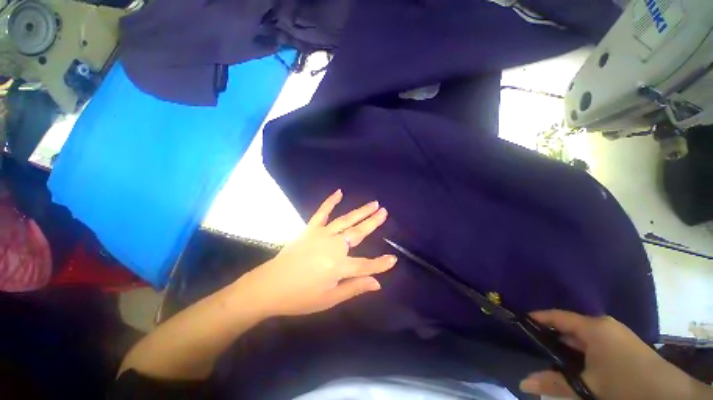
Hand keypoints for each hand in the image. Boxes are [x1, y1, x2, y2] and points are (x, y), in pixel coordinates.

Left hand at [239, 189, 396, 316]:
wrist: (268, 287)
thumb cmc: (300, 297)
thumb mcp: (329, 300)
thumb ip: (354, 288)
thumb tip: (377, 284)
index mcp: (338, 266)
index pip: (366, 265)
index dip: (380, 264)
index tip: (393, 259)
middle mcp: (333, 246)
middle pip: (358, 233)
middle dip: (373, 222)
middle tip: (384, 211)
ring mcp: (321, 234)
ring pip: (345, 220)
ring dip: (360, 211)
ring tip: (373, 204)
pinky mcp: (310, 229)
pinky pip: (321, 212)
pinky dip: (330, 202)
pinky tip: (339, 192)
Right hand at [520, 310, 711, 399]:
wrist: (669, 395)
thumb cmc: (625, 385)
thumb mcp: (588, 388)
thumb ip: (555, 383)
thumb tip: (523, 382)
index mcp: (594, 327)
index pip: (557, 316)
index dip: (537, 318)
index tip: (520, 323)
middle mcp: (604, 325)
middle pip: (569, 326)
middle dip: (552, 336)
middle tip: (534, 347)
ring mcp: (616, 334)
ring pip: (582, 336)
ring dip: (567, 347)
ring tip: (552, 358)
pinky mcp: (624, 345)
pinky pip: (594, 343)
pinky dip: (581, 352)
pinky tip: (578, 365)